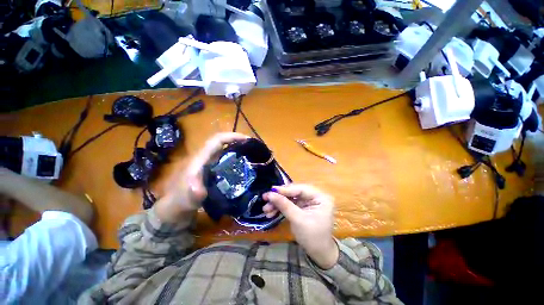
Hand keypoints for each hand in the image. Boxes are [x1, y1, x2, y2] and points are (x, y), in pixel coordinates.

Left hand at [158, 133, 248, 220]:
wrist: (175, 209)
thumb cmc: (180, 201)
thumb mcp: (186, 199)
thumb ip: (193, 194)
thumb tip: (202, 189)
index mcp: (200, 159)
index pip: (216, 140)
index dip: (232, 136)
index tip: (247, 140)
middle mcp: (205, 157)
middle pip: (222, 142)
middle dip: (238, 140)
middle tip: (253, 147)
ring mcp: (209, 163)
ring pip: (225, 150)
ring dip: (238, 148)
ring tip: (252, 153)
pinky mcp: (212, 170)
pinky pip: (226, 159)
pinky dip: (236, 158)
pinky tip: (244, 165)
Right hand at [262, 184, 338, 268]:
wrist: (318, 254)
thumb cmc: (312, 237)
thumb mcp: (298, 220)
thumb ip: (284, 205)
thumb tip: (270, 194)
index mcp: (321, 197)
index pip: (301, 189)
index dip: (285, 189)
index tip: (271, 191)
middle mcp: (315, 196)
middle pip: (294, 192)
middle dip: (280, 197)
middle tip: (266, 198)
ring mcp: (308, 201)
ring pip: (290, 198)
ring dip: (278, 203)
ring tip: (266, 209)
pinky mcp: (302, 207)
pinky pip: (290, 204)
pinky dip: (280, 208)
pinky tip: (271, 212)